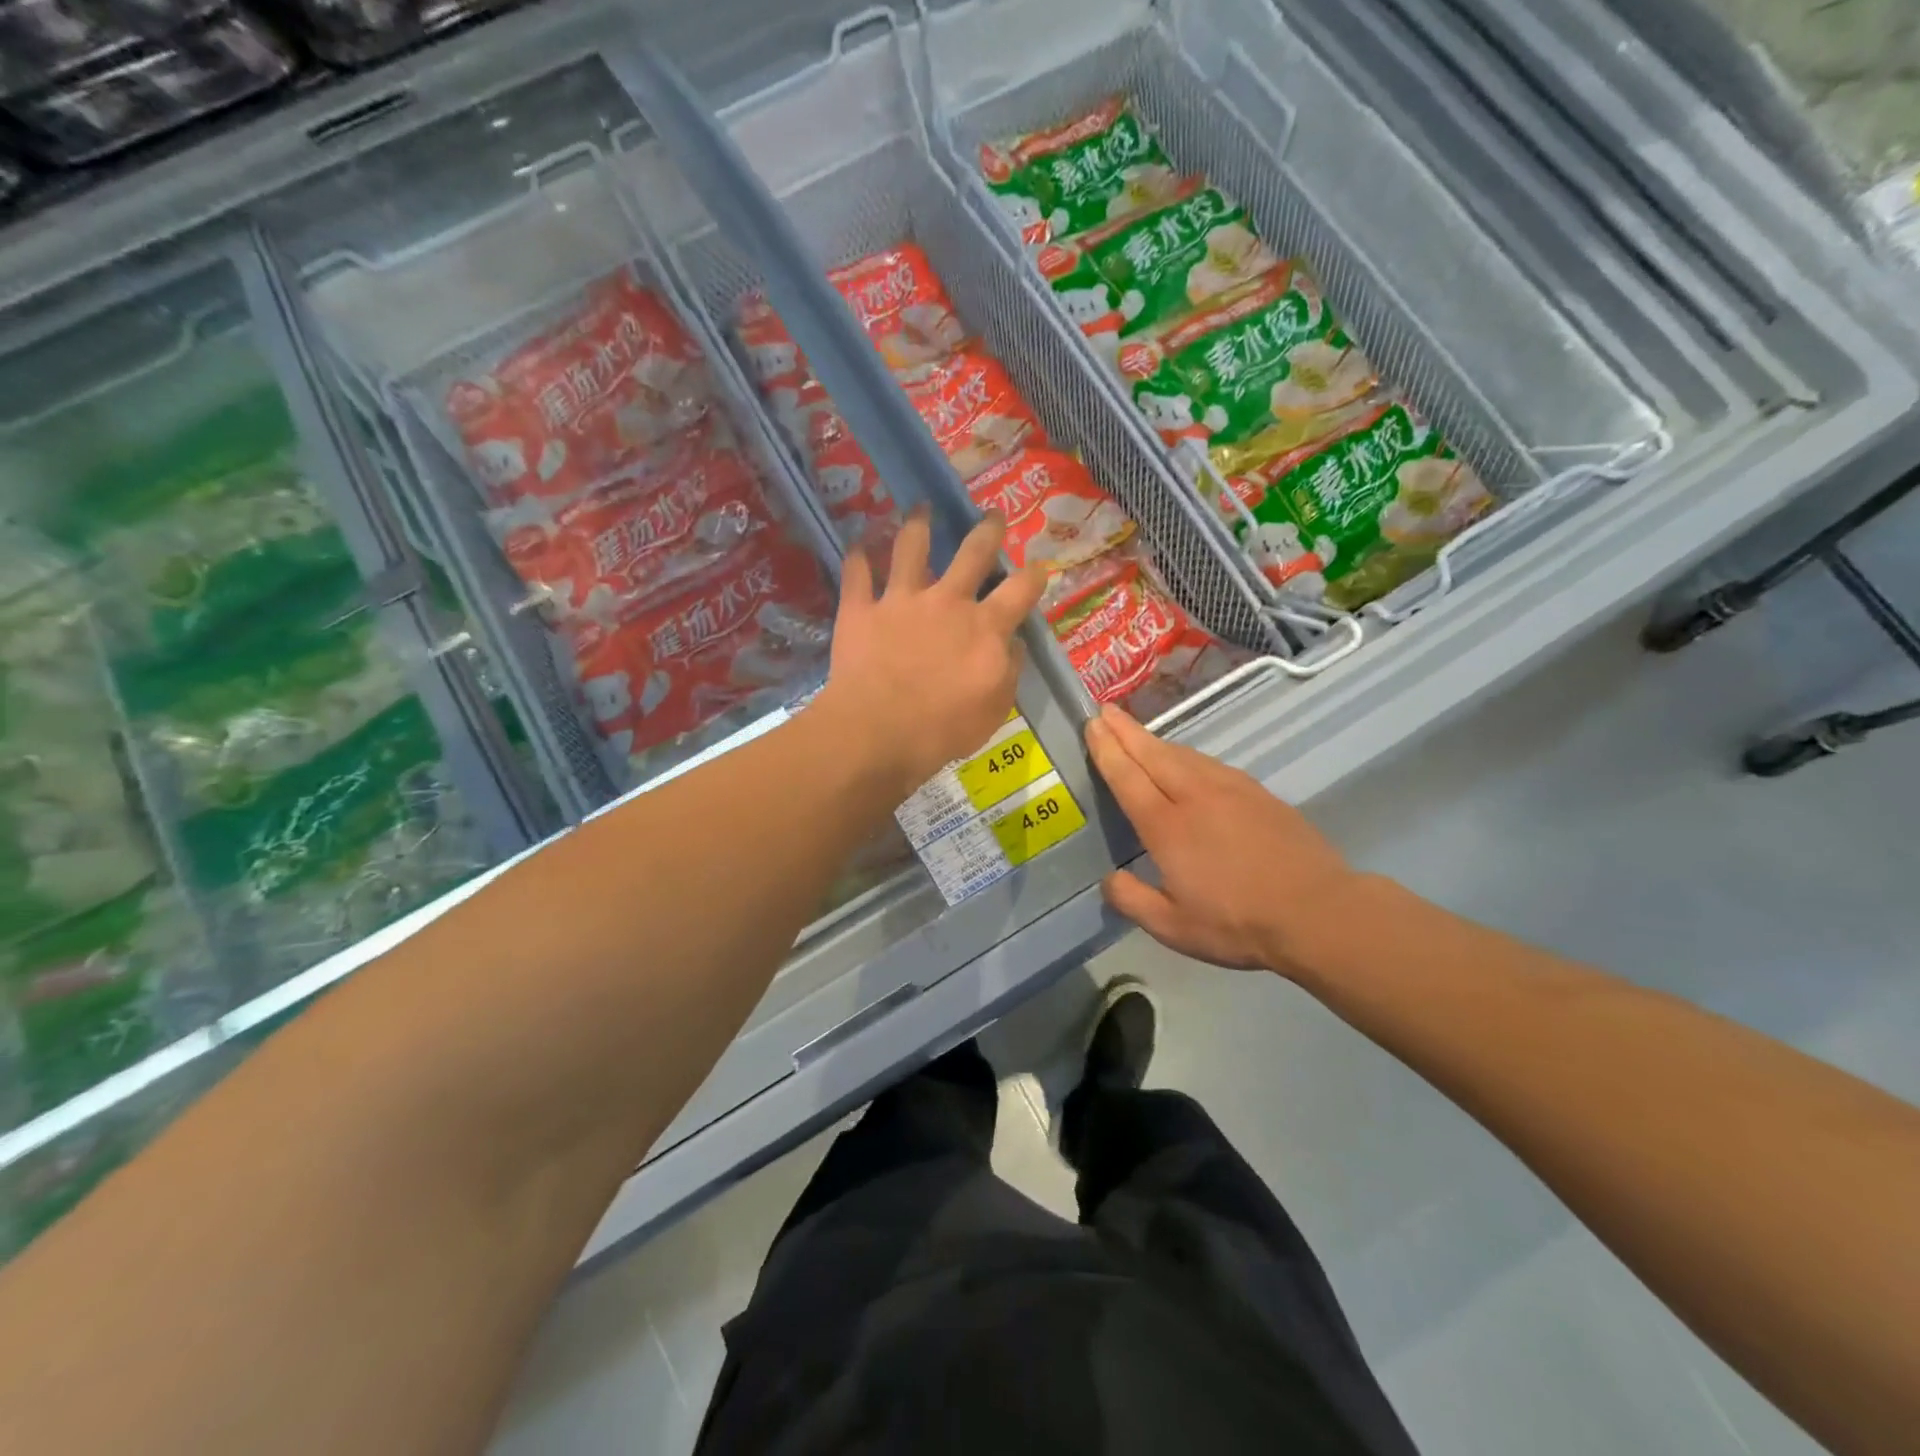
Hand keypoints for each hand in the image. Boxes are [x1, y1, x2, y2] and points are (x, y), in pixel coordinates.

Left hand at [820, 507, 1045, 797]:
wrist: (878, 730)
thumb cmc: (943, 729)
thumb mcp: (994, 709)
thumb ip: (1009, 671)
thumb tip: (1014, 643)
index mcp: (986, 627)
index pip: (1020, 590)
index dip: (1034, 574)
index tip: (1038, 566)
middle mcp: (947, 601)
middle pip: (973, 552)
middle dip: (987, 530)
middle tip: (992, 515)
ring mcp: (901, 600)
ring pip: (911, 547)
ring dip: (917, 524)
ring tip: (920, 508)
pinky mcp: (861, 609)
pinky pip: (857, 574)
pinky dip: (856, 558)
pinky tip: (856, 547)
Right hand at [1085, 705, 1361, 975]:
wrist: (1317, 911)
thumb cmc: (1238, 923)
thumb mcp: (1173, 928)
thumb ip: (1132, 901)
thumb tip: (1108, 880)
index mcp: (1166, 826)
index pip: (1127, 777)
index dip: (1107, 750)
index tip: (1092, 725)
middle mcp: (1194, 796)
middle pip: (1152, 754)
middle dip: (1125, 731)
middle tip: (1104, 710)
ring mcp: (1230, 790)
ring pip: (1183, 755)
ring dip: (1155, 740)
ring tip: (1137, 734)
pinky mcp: (1257, 793)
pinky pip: (1210, 763)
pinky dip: (1187, 755)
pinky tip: (1187, 761)